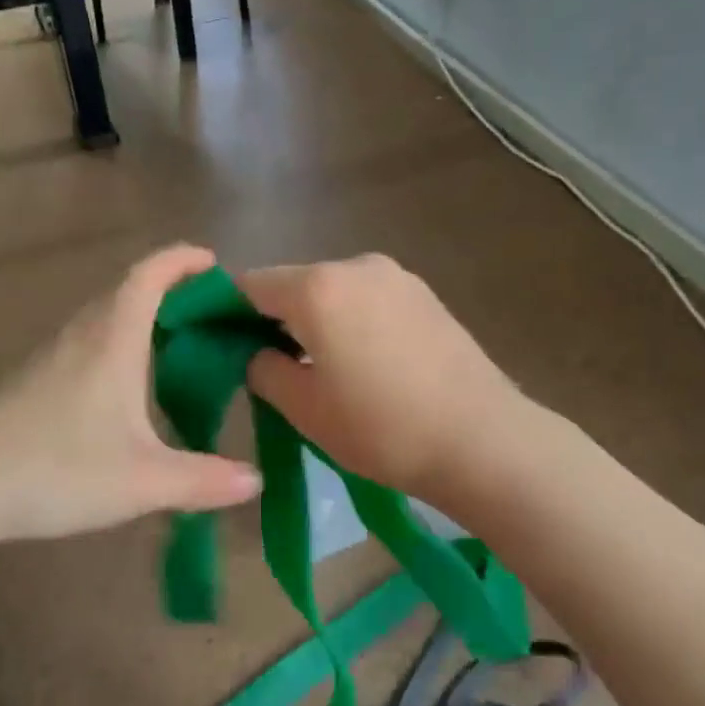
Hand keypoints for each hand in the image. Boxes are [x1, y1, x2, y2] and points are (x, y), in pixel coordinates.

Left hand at [0, 245, 261, 542]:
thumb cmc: (58, 469)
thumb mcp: (144, 481)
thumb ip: (205, 480)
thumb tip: (256, 482)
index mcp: (111, 340)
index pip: (148, 276)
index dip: (181, 260)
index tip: (213, 261)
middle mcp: (81, 337)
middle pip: (126, 291)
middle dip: (169, 290)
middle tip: (207, 314)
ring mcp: (51, 358)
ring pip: (102, 318)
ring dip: (140, 318)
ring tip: (175, 347)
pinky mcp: (33, 382)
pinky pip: (86, 344)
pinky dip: (116, 345)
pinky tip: (126, 389)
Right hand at [239, 255, 523, 505]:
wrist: (483, 440)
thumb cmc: (381, 427)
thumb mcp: (304, 408)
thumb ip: (263, 369)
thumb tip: (256, 353)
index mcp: (317, 287)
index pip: (250, 285)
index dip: (226, 312)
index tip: (221, 345)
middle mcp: (355, 265)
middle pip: (294, 284)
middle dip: (274, 318)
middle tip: (271, 365)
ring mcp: (396, 276)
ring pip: (333, 291)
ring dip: (315, 320)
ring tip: (321, 369)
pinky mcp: (426, 294)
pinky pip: (368, 299)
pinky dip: (350, 321)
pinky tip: (364, 363)